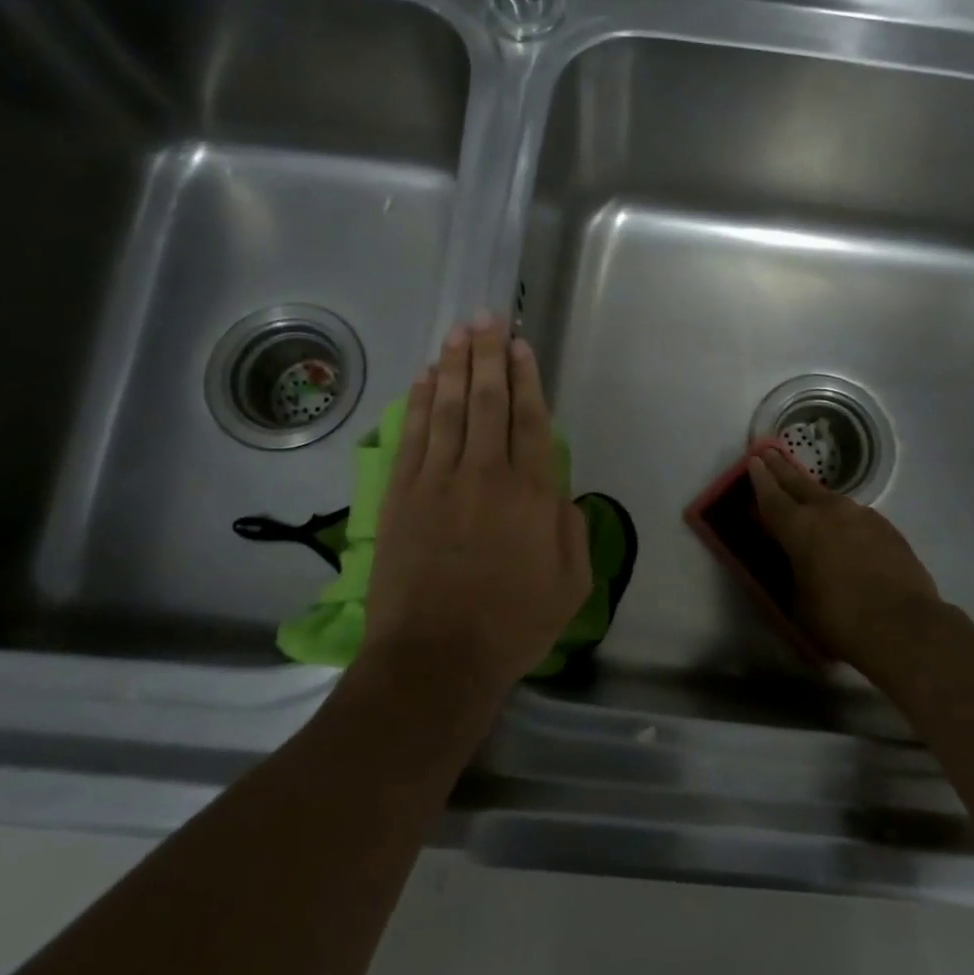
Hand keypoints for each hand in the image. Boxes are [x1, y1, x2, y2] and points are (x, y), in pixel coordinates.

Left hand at [364, 317, 590, 691]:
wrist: (436, 658)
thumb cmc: (512, 625)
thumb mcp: (571, 583)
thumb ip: (571, 527)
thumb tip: (558, 490)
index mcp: (531, 492)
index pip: (530, 419)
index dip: (527, 377)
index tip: (520, 345)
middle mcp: (485, 473)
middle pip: (487, 400)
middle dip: (488, 354)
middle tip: (487, 316)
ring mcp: (438, 481)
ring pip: (447, 408)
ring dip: (453, 365)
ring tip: (458, 332)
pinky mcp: (401, 495)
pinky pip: (412, 436)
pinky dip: (418, 402)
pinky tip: (423, 378)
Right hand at [747, 446, 940, 686]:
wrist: (904, 626)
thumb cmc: (840, 618)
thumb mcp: (799, 601)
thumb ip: (794, 572)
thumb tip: (798, 564)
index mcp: (800, 527)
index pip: (772, 496)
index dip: (760, 478)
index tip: (754, 460)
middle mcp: (830, 511)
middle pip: (800, 483)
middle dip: (783, 468)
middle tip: (771, 452)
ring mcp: (862, 516)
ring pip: (831, 499)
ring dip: (815, 495)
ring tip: (807, 496)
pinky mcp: (887, 528)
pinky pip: (856, 517)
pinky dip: (843, 519)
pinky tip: (844, 531)